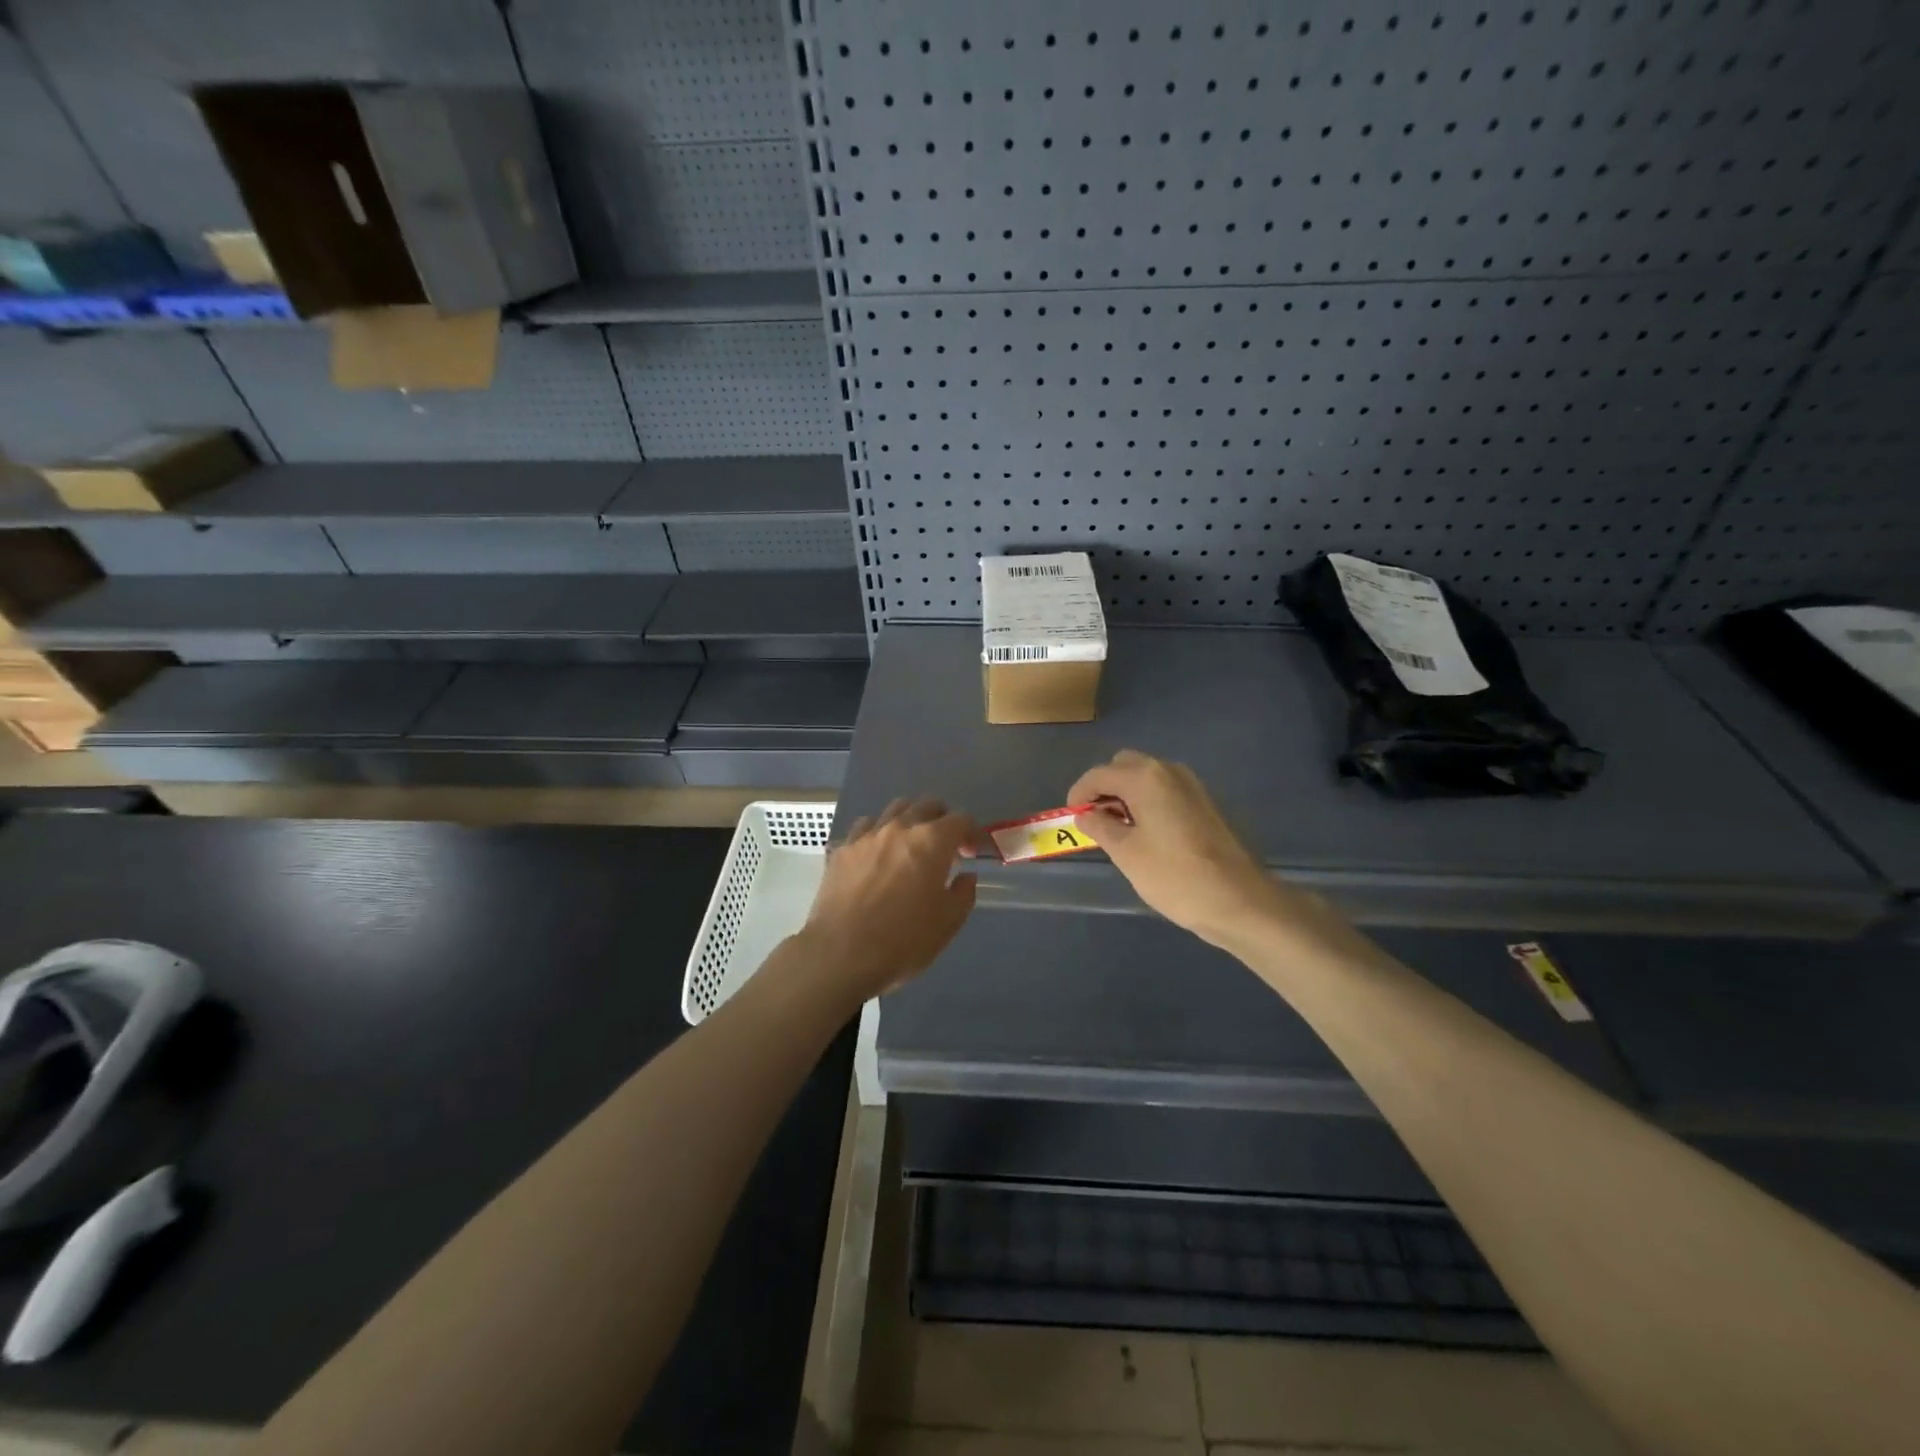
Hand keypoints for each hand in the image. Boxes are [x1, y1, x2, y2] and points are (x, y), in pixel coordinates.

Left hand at [800, 798, 977, 1002]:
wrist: (841, 954)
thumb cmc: (903, 940)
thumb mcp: (948, 923)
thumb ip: (963, 893)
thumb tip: (965, 876)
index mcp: (931, 841)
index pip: (961, 819)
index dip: (973, 833)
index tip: (974, 853)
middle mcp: (900, 827)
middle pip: (927, 805)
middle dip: (943, 820)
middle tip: (946, 847)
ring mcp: (867, 835)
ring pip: (895, 809)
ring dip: (910, 820)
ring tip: (911, 845)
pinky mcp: (842, 849)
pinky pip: (865, 827)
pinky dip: (878, 833)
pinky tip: (878, 855)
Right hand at [1069, 751, 1288, 947]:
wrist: (1238, 900)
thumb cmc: (1174, 875)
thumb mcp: (1126, 853)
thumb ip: (1100, 826)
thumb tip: (1085, 814)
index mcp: (1145, 777)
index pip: (1099, 774)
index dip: (1079, 793)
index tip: (1070, 817)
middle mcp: (1168, 770)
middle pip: (1124, 766)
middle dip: (1104, 787)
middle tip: (1094, 820)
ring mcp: (1191, 785)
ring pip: (1146, 777)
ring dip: (1126, 794)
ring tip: (1116, 830)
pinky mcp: (1204, 803)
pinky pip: (1164, 790)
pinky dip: (1147, 802)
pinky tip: (1145, 833)